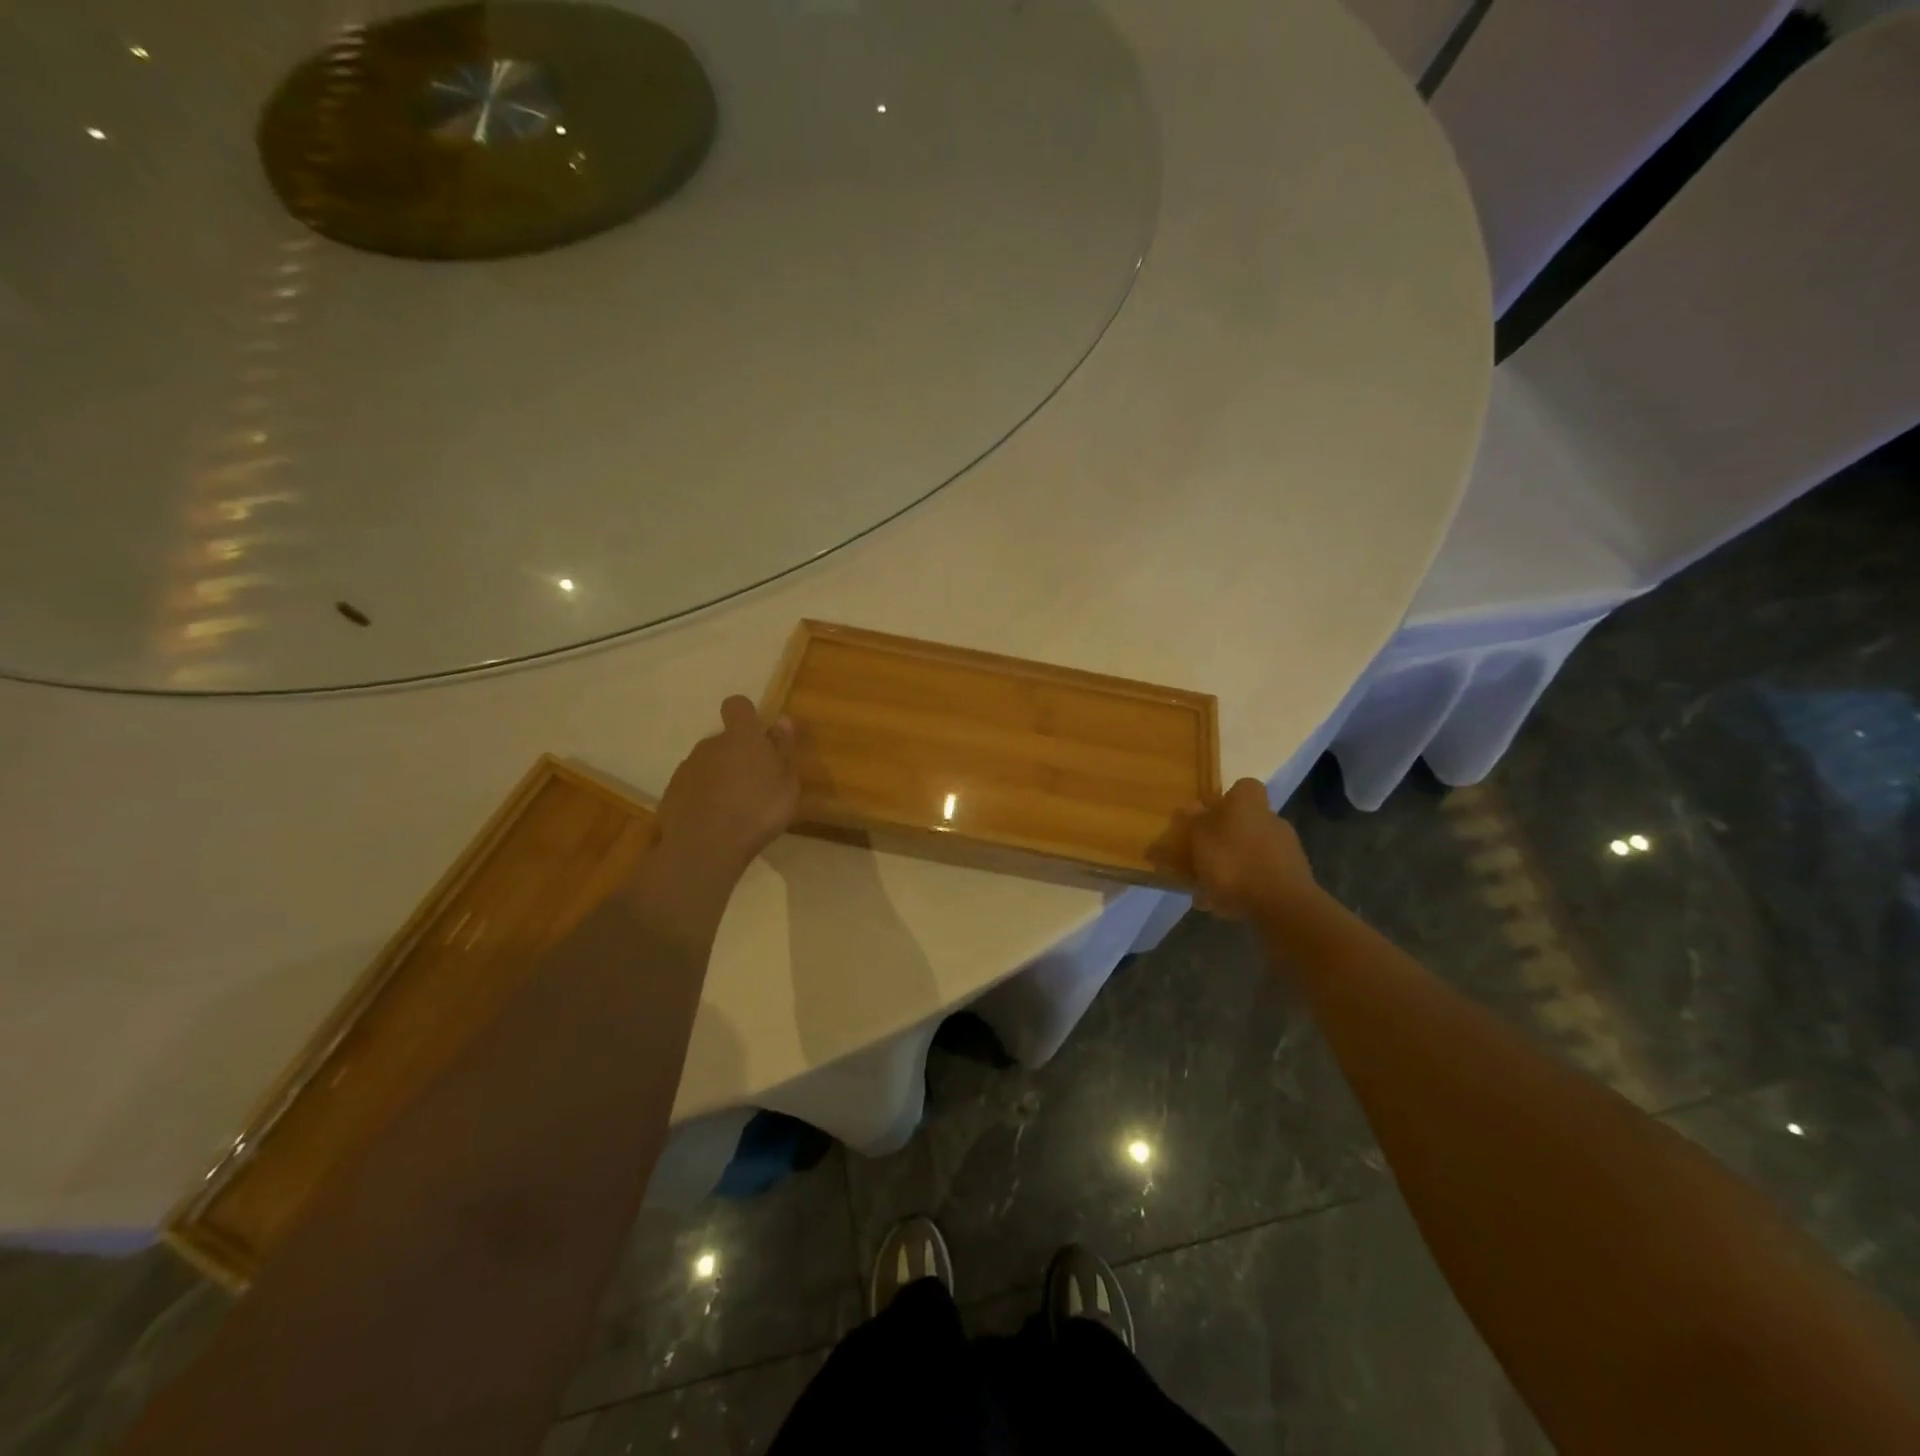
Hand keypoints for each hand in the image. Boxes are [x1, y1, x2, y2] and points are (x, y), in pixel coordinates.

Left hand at [655, 696, 799, 884]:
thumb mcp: (787, 783)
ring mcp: (687, 768)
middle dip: (736, 756)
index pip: (738, 705)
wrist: (706, 846)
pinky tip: (714, 822)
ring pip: (707, 765)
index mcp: (741, 737)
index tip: (758, 735)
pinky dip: (702, 798)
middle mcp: (710, 744)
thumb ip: (783, 749)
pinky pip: (692, 787)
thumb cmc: (758, 810)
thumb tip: (782, 721)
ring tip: (734, 809)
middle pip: (724, 741)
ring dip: (719, 778)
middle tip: (754, 785)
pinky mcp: (671, 792)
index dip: (747, 715)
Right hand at [1179, 778, 1316, 919]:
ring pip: (1253, 850)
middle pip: (1247, 821)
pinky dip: (1246, 886)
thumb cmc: (1234, 863)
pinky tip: (1226, 905)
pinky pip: (1262, 876)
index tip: (1208, 815)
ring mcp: (1287, 850)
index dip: (1226, 799)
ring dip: (1234, 863)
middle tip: (1203, 855)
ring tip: (1209, 887)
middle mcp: (1271, 820)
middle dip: (1226, 836)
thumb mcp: (1201, 840)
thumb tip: (1192, 807)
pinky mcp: (1294, 878)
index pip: (1243, 788)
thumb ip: (1195, 822)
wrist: (1282, 906)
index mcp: (1249, 804)